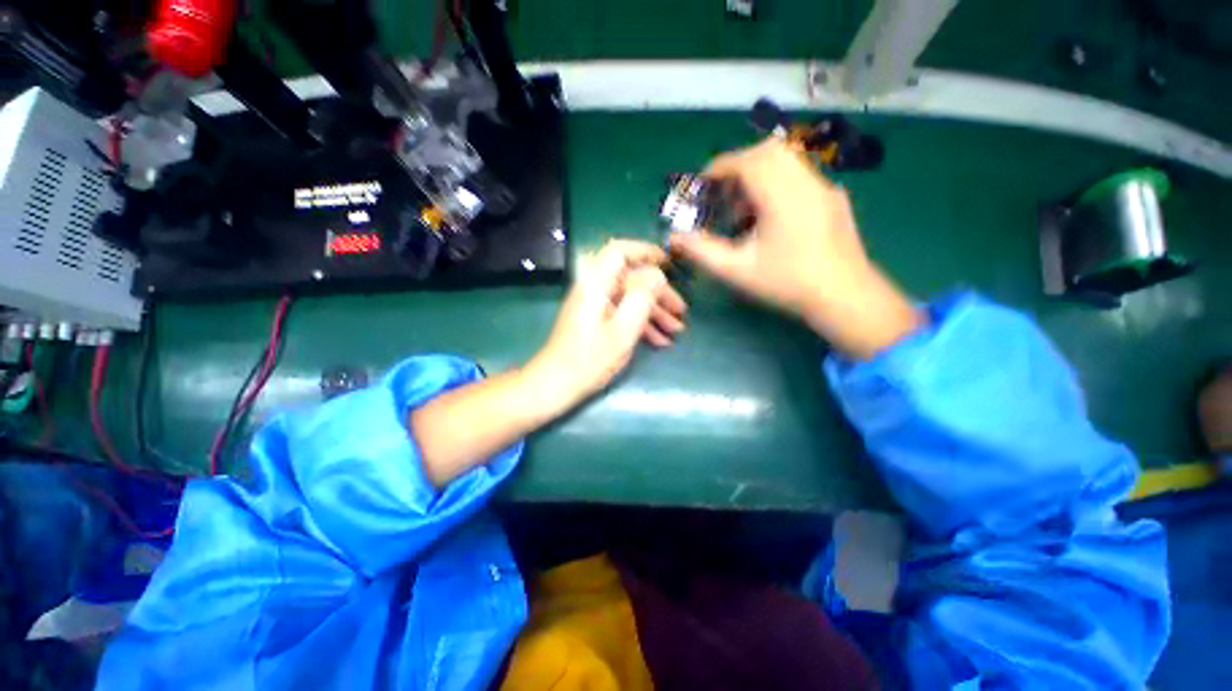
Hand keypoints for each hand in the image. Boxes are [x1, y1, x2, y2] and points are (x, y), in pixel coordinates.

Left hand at [526, 240, 687, 412]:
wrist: (555, 385)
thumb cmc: (589, 360)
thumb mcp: (622, 331)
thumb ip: (641, 298)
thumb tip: (657, 274)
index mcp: (596, 285)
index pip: (619, 251)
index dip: (645, 251)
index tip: (669, 264)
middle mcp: (594, 289)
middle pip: (631, 279)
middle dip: (659, 293)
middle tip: (681, 312)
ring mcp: (594, 306)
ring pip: (629, 298)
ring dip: (654, 312)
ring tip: (676, 330)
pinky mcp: (595, 321)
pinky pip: (621, 313)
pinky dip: (641, 323)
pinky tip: (660, 341)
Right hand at [669, 138, 922, 359]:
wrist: (844, 296)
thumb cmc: (787, 283)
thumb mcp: (737, 270)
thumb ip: (702, 251)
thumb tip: (674, 238)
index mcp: (782, 195)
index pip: (747, 161)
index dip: (719, 167)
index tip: (702, 184)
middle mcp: (805, 182)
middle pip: (768, 152)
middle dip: (738, 167)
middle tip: (722, 195)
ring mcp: (824, 187)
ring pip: (786, 161)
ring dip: (758, 176)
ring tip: (744, 210)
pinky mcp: (833, 198)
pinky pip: (800, 176)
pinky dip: (777, 184)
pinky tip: (770, 218)